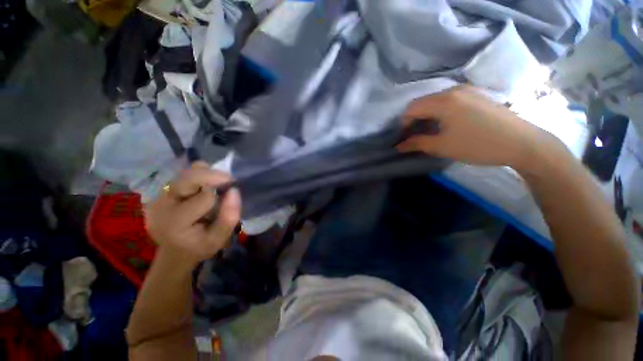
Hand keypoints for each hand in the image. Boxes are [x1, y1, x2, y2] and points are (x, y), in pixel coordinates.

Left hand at [144, 162, 240, 267]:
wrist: (175, 252)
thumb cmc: (200, 246)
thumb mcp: (220, 238)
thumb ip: (229, 216)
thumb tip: (234, 190)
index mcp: (175, 222)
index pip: (204, 196)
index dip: (221, 193)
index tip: (231, 192)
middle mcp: (160, 206)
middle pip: (189, 177)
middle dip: (212, 175)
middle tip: (228, 181)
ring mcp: (156, 199)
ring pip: (186, 173)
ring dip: (205, 176)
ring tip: (215, 187)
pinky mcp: (157, 194)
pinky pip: (182, 177)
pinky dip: (197, 179)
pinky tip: (202, 189)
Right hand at [397, 86, 556, 168]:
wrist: (523, 143)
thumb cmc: (478, 145)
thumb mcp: (442, 147)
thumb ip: (417, 144)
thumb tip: (399, 146)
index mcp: (444, 101)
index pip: (412, 108)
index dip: (404, 123)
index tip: (405, 137)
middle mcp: (454, 90)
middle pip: (423, 102)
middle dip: (414, 119)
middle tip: (415, 136)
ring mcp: (467, 90)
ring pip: (435, 101)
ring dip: (427, 116)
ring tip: (430, 132)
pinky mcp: (477, 95)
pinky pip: (449, 100)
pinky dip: (440, 112)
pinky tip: (446, 125)